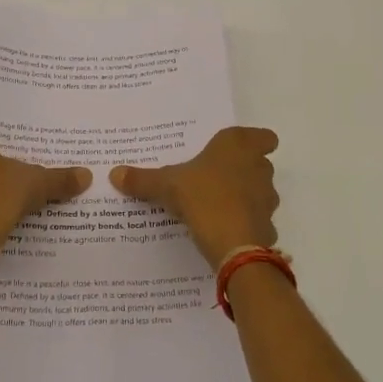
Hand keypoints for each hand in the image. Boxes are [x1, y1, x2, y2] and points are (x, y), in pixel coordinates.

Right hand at [111, 127, 279, 270]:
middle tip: (214, 177)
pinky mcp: (267, 225)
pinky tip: (224, 230)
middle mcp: (259, 167)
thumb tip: (114, 173)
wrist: (233, 244)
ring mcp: (267, 197)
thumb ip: (143, 179)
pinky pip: (257, 219)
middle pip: (259, 163)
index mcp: (238, 146)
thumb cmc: (202, 197)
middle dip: (243, 170)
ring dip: (245, 196)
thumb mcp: (166, 185)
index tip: (237, 152)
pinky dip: (245, 223)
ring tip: (215, 205)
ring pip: (260, 191)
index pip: (264, 136)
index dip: (256, 142)